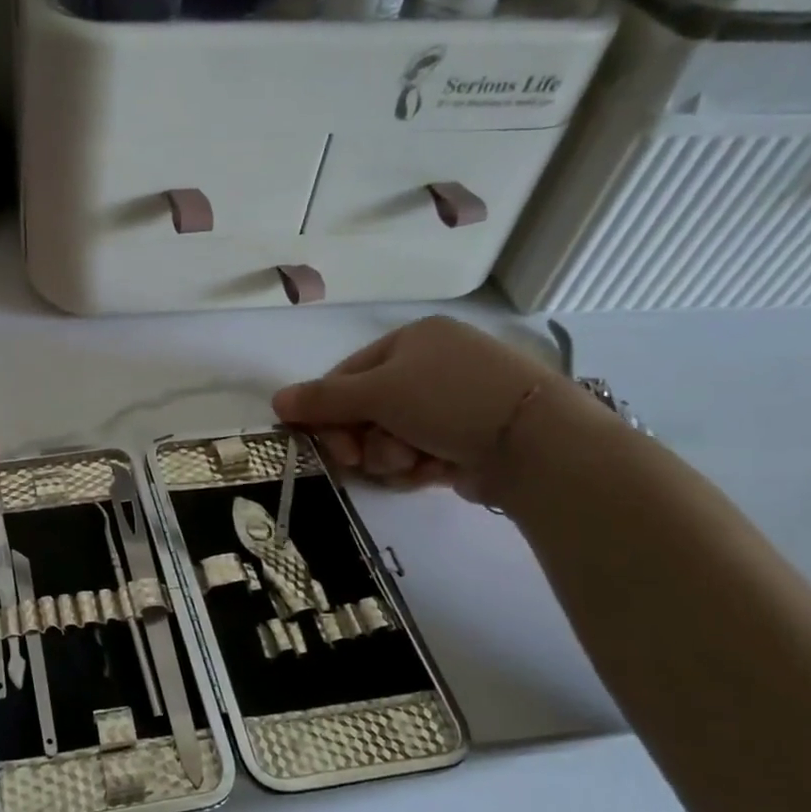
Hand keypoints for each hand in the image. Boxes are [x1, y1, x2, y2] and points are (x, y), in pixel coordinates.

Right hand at [272, 317, 575, 504]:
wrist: (534, 441)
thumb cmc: (447, 399)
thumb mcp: (377, 392)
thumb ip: (322, 399)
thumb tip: (276, 400)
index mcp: (412, 341)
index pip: (348, 376)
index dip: (329, 411)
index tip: (326, 443)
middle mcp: (432, 366)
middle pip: (367, 410)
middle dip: (363, 439)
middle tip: (362, 460)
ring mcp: (452, 404)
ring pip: (391, 438)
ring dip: (390, 456)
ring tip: (412, 462)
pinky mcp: (468, 439)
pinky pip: (420, 454)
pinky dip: (418, 466)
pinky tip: (434, 470)